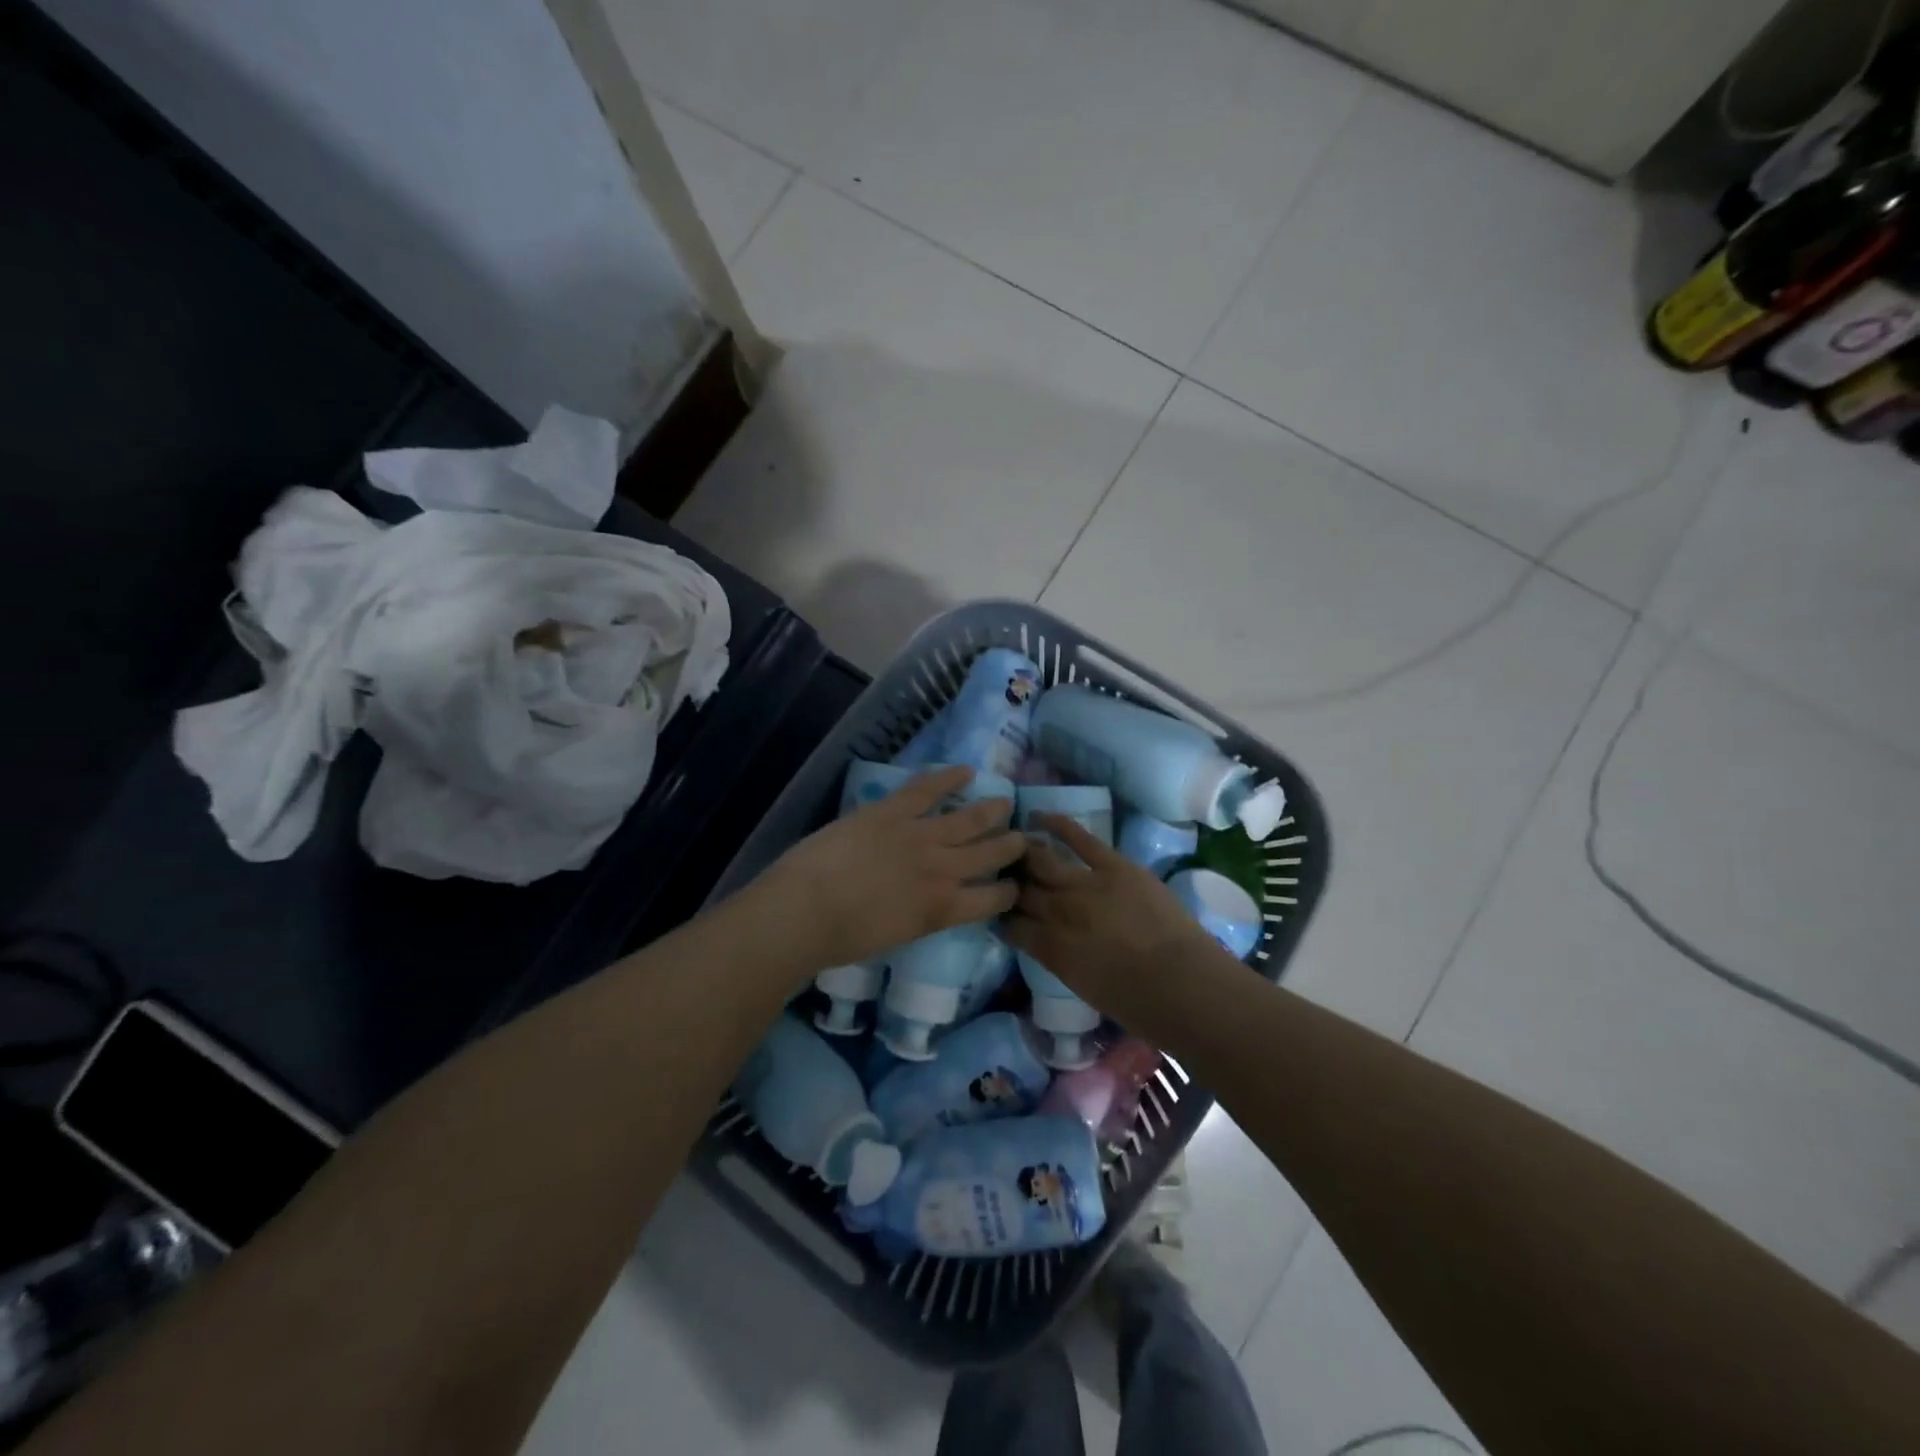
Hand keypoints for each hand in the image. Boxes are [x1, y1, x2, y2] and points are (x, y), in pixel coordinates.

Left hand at [754, 766, 1024, 970]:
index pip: (991, 900)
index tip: (1013, 885)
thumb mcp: (894, 937)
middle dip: (1010, 846)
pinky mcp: (894, 811)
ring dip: (992, 811)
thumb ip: (919, 917)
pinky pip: (928, 789)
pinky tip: (967, 771)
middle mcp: (942, 871)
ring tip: (1006, 803)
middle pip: (989, 855)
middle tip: (1023, 838)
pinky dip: (949, 777)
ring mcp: (920, 836)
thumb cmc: (841, 939)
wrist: (807, 910)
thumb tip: (925, 904)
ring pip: (969, 820)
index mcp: (941, 910)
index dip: (1007, 891)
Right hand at [1001, 814, 1216, 1003]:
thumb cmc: (1138, 1006)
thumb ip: (1060, 959)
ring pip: (1042, 860)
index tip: (1001, 910)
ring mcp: (1084, 884)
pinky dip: (1057, 824)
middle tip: (1004, 874)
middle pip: (1022, 890)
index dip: (1003, 915)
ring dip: (1024, 852)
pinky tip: (1037, 815)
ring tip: (1015, 843)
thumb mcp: (1083, 988)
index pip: (1011, 925)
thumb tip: (1049, 942)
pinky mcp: (1113, 865)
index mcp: (1049, 948)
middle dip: (1009, 882)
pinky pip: (1079, 838)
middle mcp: (1057, 912)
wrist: (1184, 985)